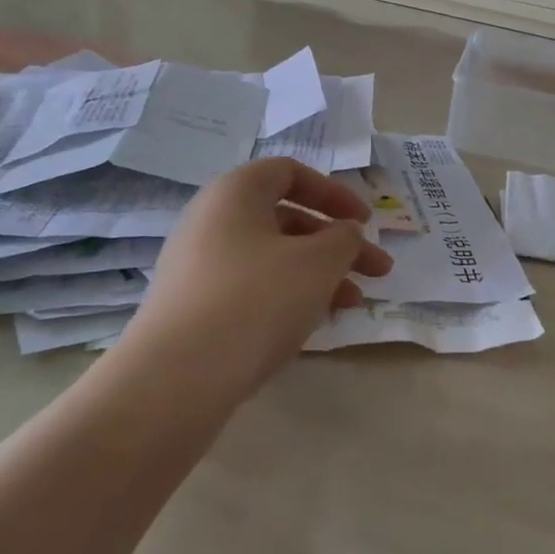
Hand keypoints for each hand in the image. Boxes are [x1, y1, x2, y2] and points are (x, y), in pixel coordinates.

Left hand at [124, 158, 393, 395]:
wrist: (175, 380)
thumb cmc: (255, 301)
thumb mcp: (317, 263)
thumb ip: (344, 239)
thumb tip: (345, 232)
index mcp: (235, 193)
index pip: (290, 173)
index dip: (334, 193)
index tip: (365, 222)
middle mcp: (211, 220)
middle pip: (287, 219)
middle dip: (338, 244)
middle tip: (379, 271)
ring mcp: (198, 266)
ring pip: (273, 258)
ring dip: (319, 274)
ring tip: (355, 304)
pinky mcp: (193, 308)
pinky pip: (251, 288)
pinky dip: (288, 296)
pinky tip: (314, 323)